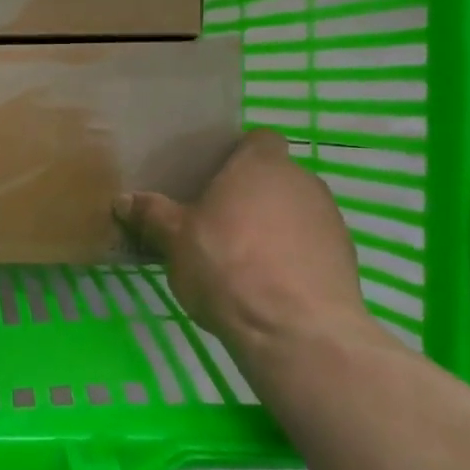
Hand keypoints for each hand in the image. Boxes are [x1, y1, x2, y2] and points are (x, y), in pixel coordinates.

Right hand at [117, 129, 374, 355]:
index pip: (258, 139)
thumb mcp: (175, 240)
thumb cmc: (227, 265)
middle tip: (216, 222)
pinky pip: (310, 246)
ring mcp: (330, 220)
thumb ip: (152, 215)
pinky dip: (292, 258)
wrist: (295, 329)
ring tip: (241, 260)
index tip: (213, 178)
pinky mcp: (345, 259)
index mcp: (261, 165)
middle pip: (274, 178)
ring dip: (272, 228)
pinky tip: (268, 286)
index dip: (238, 155)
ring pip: (294, 212)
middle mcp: (302, 182)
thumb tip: (124, 201)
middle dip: (250, 196)